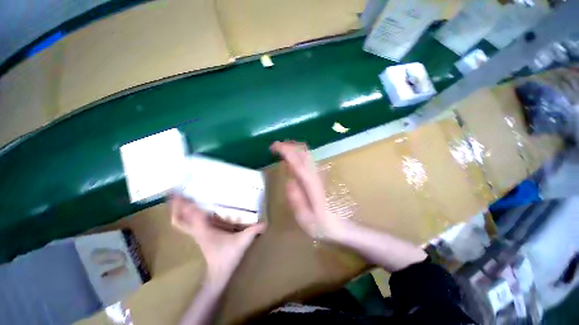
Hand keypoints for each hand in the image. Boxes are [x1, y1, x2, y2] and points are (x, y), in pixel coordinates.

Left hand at [170, 195, 265, 283]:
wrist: (218, 274)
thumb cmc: (227, 257)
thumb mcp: (242, 242)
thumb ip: (253, 231)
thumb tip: (265, 222)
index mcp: (204, 231)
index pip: (191, 216)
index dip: (185, 205)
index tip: (181, 192)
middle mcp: (197, 231)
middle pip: (178, 220)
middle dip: (174, 206)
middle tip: (174, 192)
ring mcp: (196, 234)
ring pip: (180, 222)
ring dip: (177, 210)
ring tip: (179, 197)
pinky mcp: (199, 235)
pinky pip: (187, 224)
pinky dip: (184, 215)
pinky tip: (191, 208)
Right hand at [270, 141, 345, 240]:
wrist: (339, 225)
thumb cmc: (320, 224)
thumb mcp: (305, 218)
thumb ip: (296, 200)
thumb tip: (289, 182)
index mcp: (310, 184)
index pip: (298, 161)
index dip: (285, 151)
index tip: (273, 148)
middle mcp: (315, 174)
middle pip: (303, 151)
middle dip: (289, 145)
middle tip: (275, 148)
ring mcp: (318, 173)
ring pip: (306, 153)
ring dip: (293, 148)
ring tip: (281, 150)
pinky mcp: (318, 175)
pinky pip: (307, 158)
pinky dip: (297, 154)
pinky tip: (291, 159)